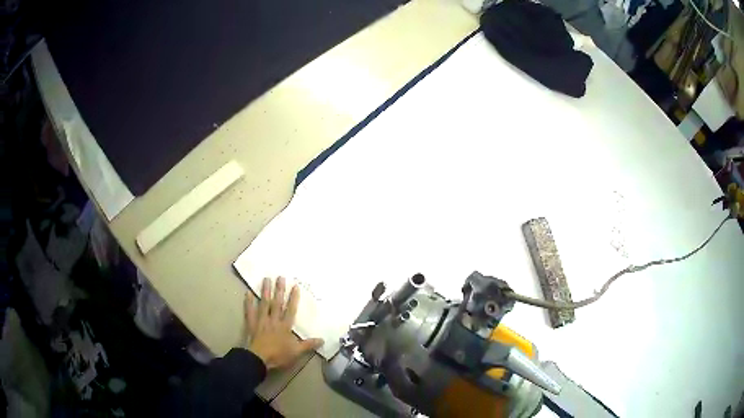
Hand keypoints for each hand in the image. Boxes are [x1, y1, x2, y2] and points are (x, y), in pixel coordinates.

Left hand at [241, 277, 323, 369]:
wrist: (258, 358)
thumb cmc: (278, 355)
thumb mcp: (296, 352)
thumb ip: (308, 345)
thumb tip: (323, 340)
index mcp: (285, 326)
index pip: (290, 310)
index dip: (293, 298)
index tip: (295, 286)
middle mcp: (273, 320)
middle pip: (277, 303)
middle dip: (279, 290)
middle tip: (280, 277)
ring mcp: (261, 320)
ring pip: (264, 304)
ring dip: (265, 291)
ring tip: (266, 279)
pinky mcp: (251, 324)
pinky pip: (249, 311)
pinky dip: (248, 302)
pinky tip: (248, 292)